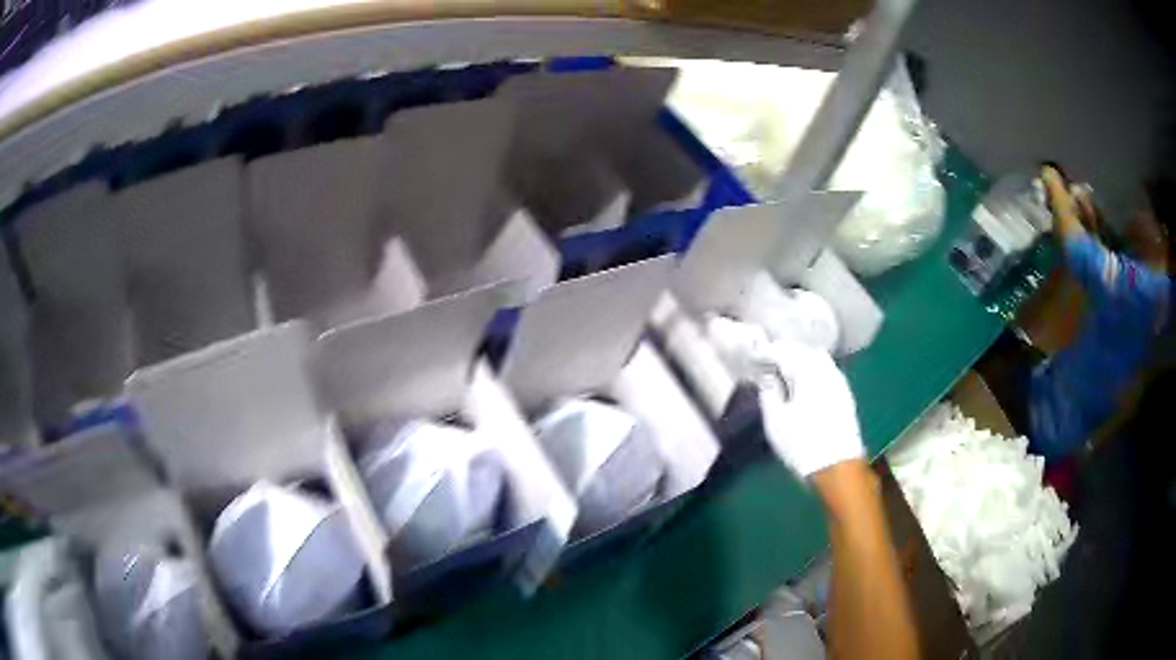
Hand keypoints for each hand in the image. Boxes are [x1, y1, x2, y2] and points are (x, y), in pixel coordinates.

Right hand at [754, 339, 864, 478]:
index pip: (782, 351)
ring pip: (817, 357)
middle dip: (783, 351)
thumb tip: (766, 376)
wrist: (838, 467)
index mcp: (806, 371)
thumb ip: (768, 393)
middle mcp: (825, 369)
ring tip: (783, 369)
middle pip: (802, 349)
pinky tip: (804, 380)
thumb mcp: (775, 422)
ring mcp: (838, 380)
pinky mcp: (845, 393)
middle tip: (765, 360)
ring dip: (799, 358)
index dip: (764, 352)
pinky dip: (812, 368)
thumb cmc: (802, 445)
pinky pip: (826, 369)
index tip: (750, 357)